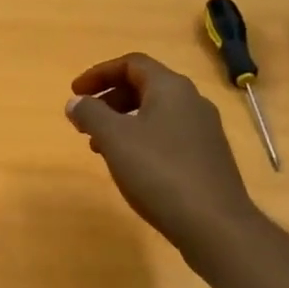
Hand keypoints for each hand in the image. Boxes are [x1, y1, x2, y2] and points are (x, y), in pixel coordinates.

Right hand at [66, 53, 256, 257]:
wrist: (214, 224)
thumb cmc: (159, 172)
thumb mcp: (115, 139)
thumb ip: (91, 114)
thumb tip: (76, 101)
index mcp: (171, 88)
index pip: (131, 63)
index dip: (99, 73)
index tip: (74, 92)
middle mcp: (192, 101)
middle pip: (145, 85)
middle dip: (110, 98)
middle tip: (85, 120)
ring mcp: (204, 130)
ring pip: (156, 112)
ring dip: (123, 121)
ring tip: (100, 146)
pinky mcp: (207, 157)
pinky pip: (168, 135)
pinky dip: (142, 139)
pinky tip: (130, 165)